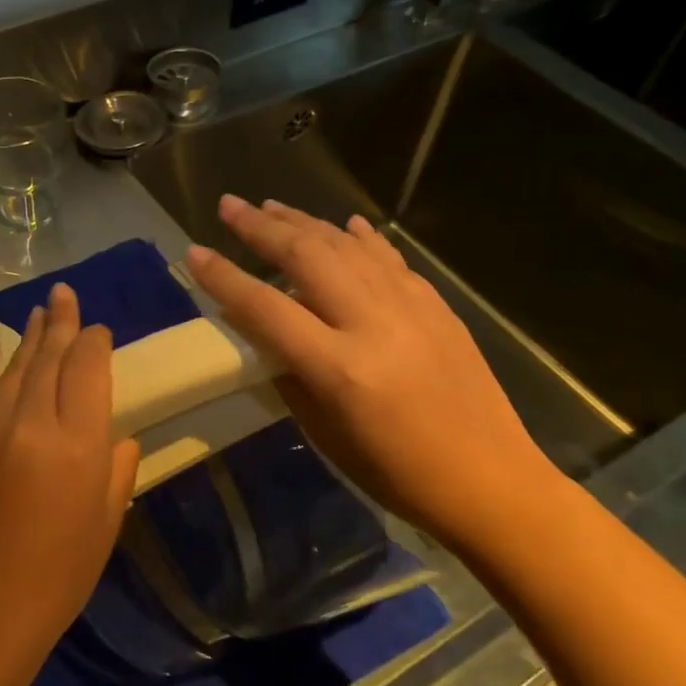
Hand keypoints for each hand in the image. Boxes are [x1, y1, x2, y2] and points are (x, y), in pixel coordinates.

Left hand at [0, 282, 140, 664]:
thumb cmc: (60, 573)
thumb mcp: (108, 518)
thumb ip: (117, 464)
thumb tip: (113, 431)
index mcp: (78, 443)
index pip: (89, 368)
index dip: (96, 342)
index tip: (100, 331)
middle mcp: (31, 422)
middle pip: (51, 356)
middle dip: (63, 322)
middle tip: (67, 295)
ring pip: (15, 365)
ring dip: (30, 335)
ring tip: (42, 310)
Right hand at [186, 195, 560, 552]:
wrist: (490, 481)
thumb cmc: (397, 474)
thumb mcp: (326, 434)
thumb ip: (290, 375)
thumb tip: (263, 333)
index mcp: (340, 367)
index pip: (267, 308)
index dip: (225, 278)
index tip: (194, 253)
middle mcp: (374, 323)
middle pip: (307, 257)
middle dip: (261, 227)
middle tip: (229, 205)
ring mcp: (411, 308)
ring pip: (347, 246)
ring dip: (305, 221)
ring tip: (271, 205)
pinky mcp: (436, 306)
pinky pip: (390, 259)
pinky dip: (361, 238)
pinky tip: (345, 223)